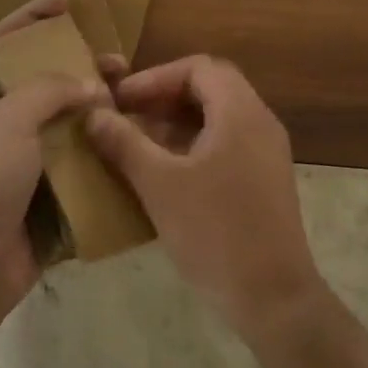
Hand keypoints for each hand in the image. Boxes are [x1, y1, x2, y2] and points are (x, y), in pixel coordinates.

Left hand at [0, 0, 103, 321]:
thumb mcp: (8, 122)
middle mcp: (0, 122)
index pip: (0, 42)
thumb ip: (50, 91)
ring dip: (95, 104)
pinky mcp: (47, 187)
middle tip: (116, 59)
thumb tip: (91, 84)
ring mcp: (24, 157)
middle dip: (78, 64)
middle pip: (42, 78)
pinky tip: (128, 136)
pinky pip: (78, 155)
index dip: (30, 17)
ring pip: (65, 117)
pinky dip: (101, 144)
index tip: (67, 2)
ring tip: (128, 95)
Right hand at [87, 56, 325, 337]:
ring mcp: (267, 151)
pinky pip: (228, 140)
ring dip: (179, 119)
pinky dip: (195, 141)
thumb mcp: (160, 185)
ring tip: (139, 139)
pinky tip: (167, 168)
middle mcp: (259, 121)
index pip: (197, 68)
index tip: (122, 99)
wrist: (274, 300)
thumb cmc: (215, 233)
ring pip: (219, 114)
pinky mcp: (266, 178)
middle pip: (210, 86)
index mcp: (240, 112)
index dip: (155, 77)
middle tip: (130, 113)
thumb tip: (93, 115)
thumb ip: (124, 143)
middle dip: (165, 95)